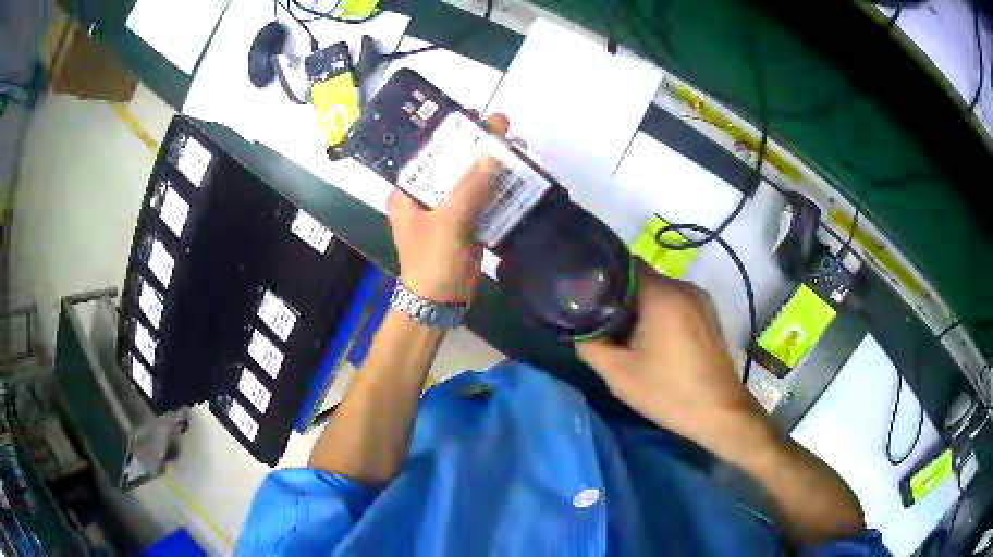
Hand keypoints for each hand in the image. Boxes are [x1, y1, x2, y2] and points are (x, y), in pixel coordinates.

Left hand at [386, 115, 508, 303]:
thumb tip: (493, 153)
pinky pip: (482, 199)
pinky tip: (517, 176)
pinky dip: (498, 189)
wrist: (439, 304)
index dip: (453, 134)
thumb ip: (470, 188)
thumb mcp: (448, 223)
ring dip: (492, 166)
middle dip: (478, 147)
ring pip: (470, 180)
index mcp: (408, 192)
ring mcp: (446, 209)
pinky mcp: (464, 223)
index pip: (430, 153)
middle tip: (504, 128)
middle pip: (453, 164)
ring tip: (516, 146)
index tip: (477, 117)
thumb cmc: (433, 263)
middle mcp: (425, 196)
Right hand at [576, 264, 768, 450]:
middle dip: (620, 298)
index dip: (602, 278)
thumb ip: (590, 345)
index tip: (586, 298)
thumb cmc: (669, 393)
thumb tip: (576, 327)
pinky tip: (655, 342)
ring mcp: (700, 299)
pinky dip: (660, 314)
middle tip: (603, 325)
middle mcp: (684, 287)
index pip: (624, 265)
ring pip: (659, 291)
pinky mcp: (708, 313)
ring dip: (641, 307)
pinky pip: (676, 302)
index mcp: (662, 295)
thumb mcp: (619, 374)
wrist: (719, 412)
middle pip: (641, 278)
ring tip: (627, 336)